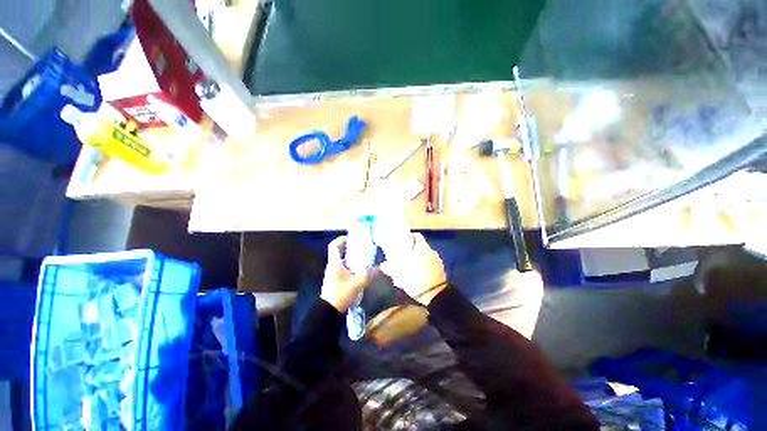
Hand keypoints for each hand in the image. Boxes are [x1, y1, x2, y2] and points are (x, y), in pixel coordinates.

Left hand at [321, 236, 374, 311]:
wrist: (329, 312)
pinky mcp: (334, 280)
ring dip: (349, 257)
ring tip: (362, 257)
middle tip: (360, 247)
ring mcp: (332, 273)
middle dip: (348, 247)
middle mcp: (332, 266)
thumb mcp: (356, 284)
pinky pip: (341, 267)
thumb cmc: (341, 295)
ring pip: (340, 260)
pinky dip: (349, 265)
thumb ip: (368, 275)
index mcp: (334, 264)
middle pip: (338, 251)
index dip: (341, 239)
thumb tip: (379, 267)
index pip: (333, 246)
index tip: (351, 238)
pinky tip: (358, 270)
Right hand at [380, 233, 446, 305]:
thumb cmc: (416, 279)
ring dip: (418, 260)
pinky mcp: (441, 270)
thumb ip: (390, 268)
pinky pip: (430, 265)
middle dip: (412, 251)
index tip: (402, 243)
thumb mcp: (400, 274)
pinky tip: (417, 275)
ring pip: (425, 256)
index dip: (409, 238)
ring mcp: (438, 261)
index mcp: (422, 247)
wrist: (435, 295)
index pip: (416, 236)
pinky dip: (424, 267)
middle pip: (420, 247)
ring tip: (409, 268)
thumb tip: (383, 265)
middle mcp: (431, 251)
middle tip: (404, 258)